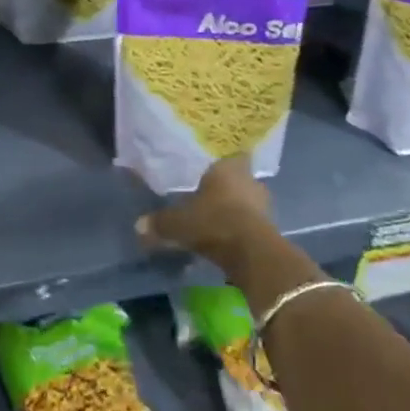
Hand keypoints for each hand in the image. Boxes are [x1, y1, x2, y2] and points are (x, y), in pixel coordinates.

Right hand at [135, 156, 274, 274]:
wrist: (253, 255)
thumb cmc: (214, 222)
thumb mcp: (179, 223)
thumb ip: (160, 222)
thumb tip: (138, 225)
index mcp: (228, 167)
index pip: (229, 154)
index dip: (220, 161)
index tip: (209, 167)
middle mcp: (249, 180)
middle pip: (238, 178)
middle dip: (226, 186)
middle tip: (208, 193)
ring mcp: (263, 204)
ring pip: (247, 200)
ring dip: (236, 207)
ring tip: (217, 216)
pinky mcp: (271, 228)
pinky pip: (252, 221)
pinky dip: (242, 226)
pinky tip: (228, 235)